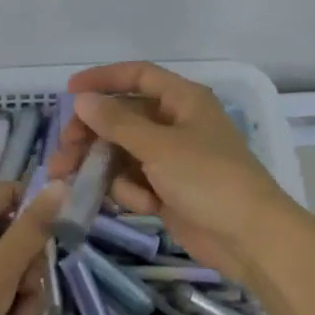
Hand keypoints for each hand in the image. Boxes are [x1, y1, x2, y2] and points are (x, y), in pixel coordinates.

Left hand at [0, 180, 65, 314]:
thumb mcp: (2, 267)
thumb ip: (33, 227)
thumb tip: (59, 183)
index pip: (12, 192)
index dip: (36, 211)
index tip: (52, 239)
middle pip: (16, 233)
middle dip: (31, 265)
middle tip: (26, 290)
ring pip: (11, 266)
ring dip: (23, 292)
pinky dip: (7, 305)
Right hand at [49, 62, 298, 280]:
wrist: (250, 238)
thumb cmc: (208, 179)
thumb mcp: (159, 147)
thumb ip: (117, 123)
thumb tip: (83, 100)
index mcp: (183, 100)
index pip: (138, 76)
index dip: (103, 79)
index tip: (70, 92)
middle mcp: (176, 124)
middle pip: (122, 118)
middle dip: (91, 136)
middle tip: (64, 154)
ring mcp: (172, 159)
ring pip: (123, 153)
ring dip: (102, 168)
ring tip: (74, 183)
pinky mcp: (168, 190)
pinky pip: (135, 181)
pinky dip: (131, 192)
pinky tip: (142, 206)